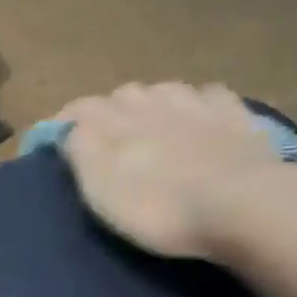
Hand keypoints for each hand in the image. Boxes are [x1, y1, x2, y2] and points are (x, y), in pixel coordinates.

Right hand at [58, 83, 293, 259]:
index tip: (56, 141)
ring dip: (154, 105)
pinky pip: (210, 97)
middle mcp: (153, 100)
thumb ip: (80, 151)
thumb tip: (68, 129)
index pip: (80, 108)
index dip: (65, 122)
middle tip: (108, 141)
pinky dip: (199, 105)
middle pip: (123, 96)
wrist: (239, 205)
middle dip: (110, 113)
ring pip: (165, 91)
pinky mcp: (235, 116)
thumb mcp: (101, 189)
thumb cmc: (158, 206)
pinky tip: (202, 118)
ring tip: (153, 129)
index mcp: (115, 120)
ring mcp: (198, 103)